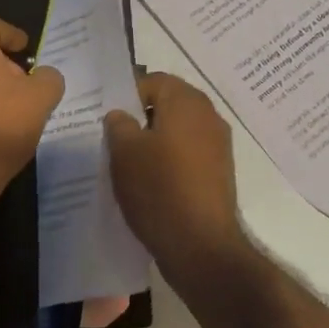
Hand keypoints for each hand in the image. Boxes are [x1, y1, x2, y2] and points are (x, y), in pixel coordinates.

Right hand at [103, 72, 244, 280]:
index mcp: (187, 101)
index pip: (152, 81)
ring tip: (129, 163)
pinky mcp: (220, 172)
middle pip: (168, 104)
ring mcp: (218, 144)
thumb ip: (118, 123)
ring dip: (156, 141)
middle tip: (115, 139)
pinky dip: (171, 161)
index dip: (127, 95)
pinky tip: (151, 182)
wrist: (201, 246)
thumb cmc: (159, 189)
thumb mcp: (124, 152)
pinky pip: (189, 153)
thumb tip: (121, 115)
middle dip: (141, 118)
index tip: (108, 118)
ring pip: (178, 130)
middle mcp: (208, 115)